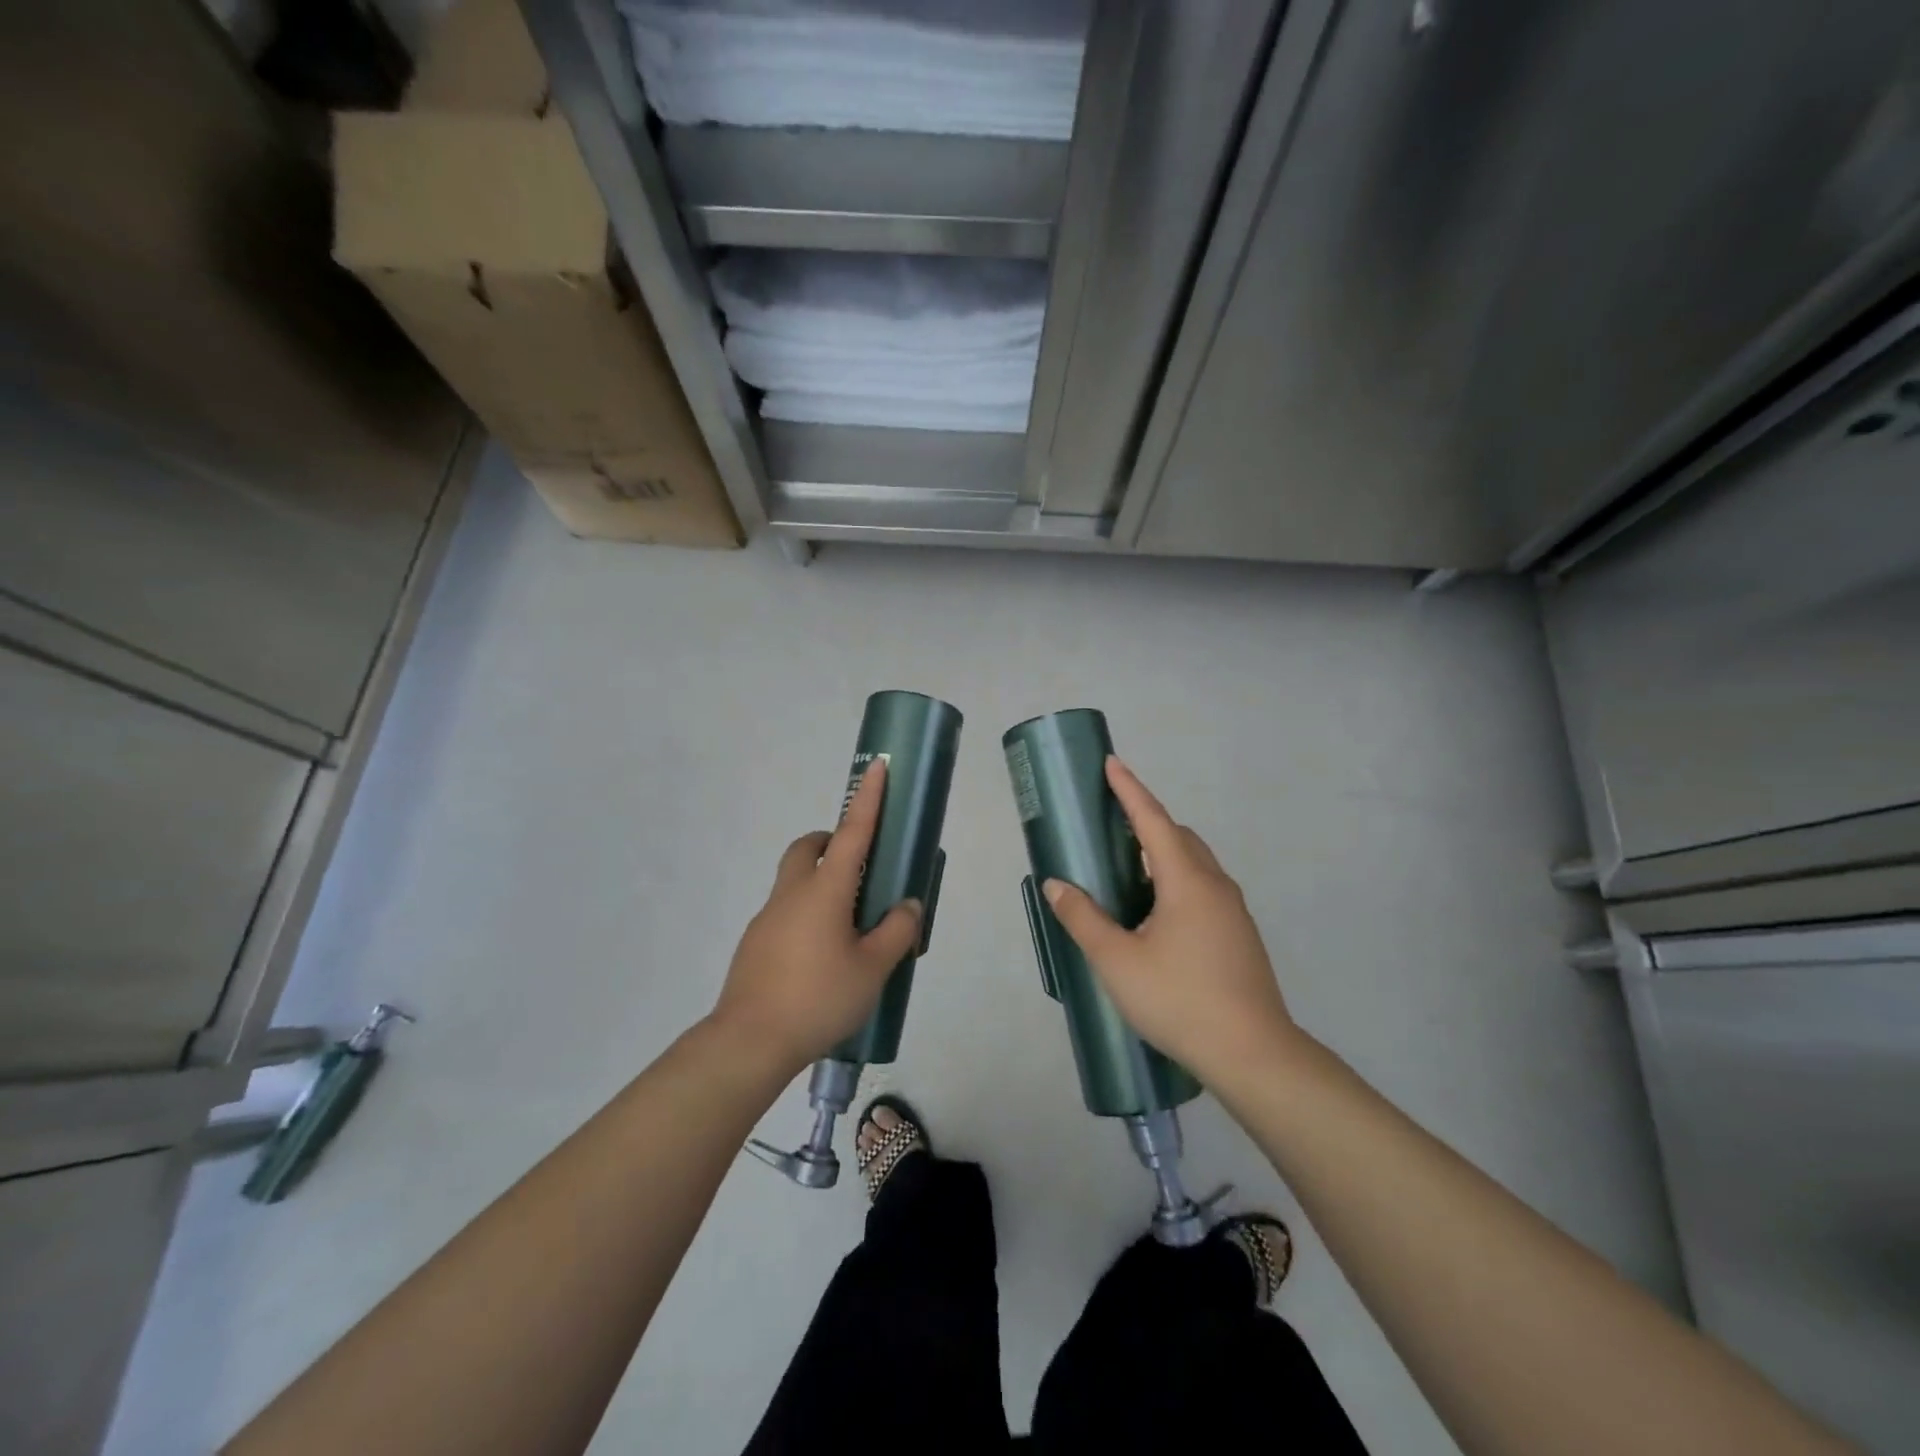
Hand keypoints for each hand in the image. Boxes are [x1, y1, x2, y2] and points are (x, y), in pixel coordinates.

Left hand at [710, 759, 922, 1076]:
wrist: (748, 1042)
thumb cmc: (818, 998)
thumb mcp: (873, 968)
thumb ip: (896, 932)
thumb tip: (908, 905)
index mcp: (824, 890)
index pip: (852, 833)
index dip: (868, 800)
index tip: (878, 768)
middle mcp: (792, 894)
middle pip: (807, 848)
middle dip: (830, 840)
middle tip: (859, 865)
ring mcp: (768, 918)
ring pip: (793, 880)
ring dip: (819, 882)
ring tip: (849, 925)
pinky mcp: (755, 943)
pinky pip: (785, 912)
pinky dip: (806, 914)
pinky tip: (821, 958)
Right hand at [1043, 757, 1300, 1086]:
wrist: (1254, 1055)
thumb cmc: (1180, 1000)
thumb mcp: (1118, 961)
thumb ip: (1084, 919)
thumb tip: (1057, 884)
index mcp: (1187, 881)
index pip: (1153, 820)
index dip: (1129, 790)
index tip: (1111, 763)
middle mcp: (1214, 885)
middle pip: (1179, 837)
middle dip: (1145, 821)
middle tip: (1110, 825)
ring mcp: (1233, 911)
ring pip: (1194, 864)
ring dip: (1162, 853)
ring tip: (1126, 869)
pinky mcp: (1239, 934)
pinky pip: (1202, 887)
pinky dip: (1175, 879)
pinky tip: (1155, 913)